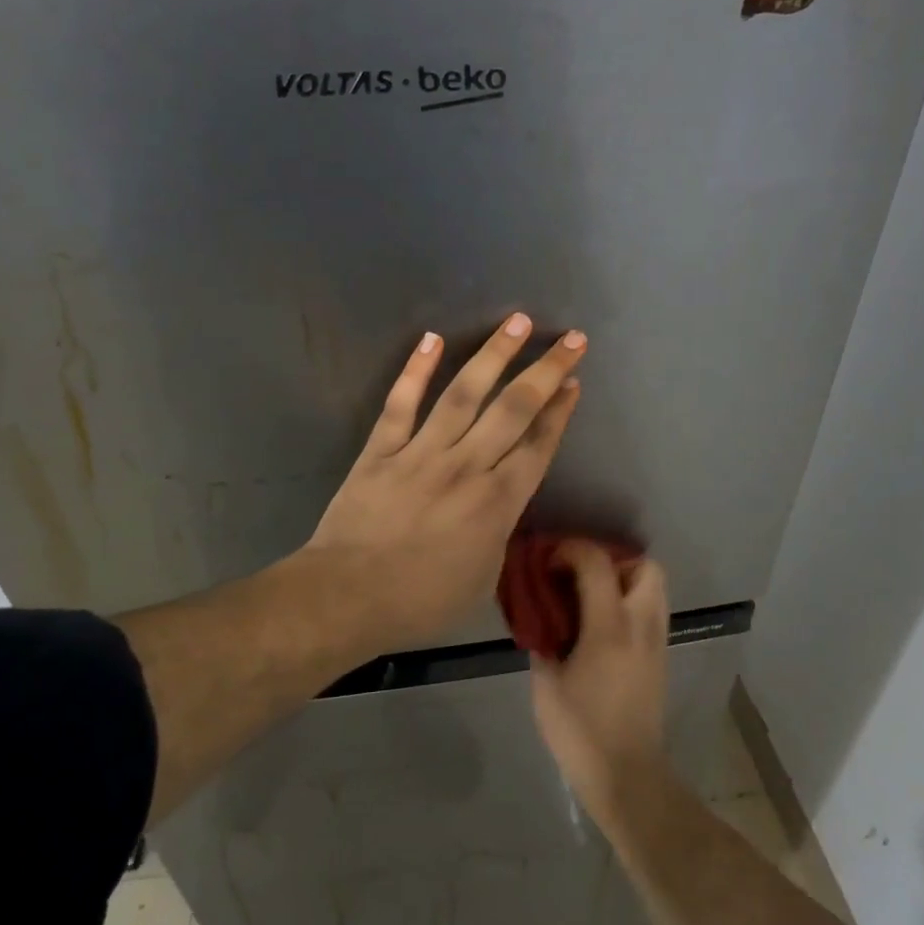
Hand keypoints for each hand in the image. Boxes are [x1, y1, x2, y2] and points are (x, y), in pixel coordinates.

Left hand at [304, 313, 584, 653]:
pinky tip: (431, 339)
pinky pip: (401, 404)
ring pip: (464, 394)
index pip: (537, 446)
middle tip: (570, 339)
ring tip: (517, 322)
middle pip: (514, 410)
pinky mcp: (382, 450)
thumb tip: (500, 508)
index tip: (574, 383)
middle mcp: (467, 467)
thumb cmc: (421, 601)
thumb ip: (497, 535)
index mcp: (497, 503)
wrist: (349, 597)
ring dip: (493, 355)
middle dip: (546, 371)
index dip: (559, 412)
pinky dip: (415, 370)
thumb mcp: (482, 579)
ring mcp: (422, 453)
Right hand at [530, 540, 670, 820]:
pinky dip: (630, 602)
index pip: (597, 563)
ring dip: (624, 580)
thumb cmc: (580, 732)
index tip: (548, 561)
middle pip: (645, 566)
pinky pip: (651, 610)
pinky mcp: (661, 658)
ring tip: (591, 598)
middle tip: (580, 576)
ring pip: (654, 587)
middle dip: (612, 560)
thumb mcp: (546, 684)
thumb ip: (544, 642)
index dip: (570, 550)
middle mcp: (641, 626)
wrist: (627, 775)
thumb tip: (541, 621)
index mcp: (609, 628)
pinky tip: (602, 625)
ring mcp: (657, 642)